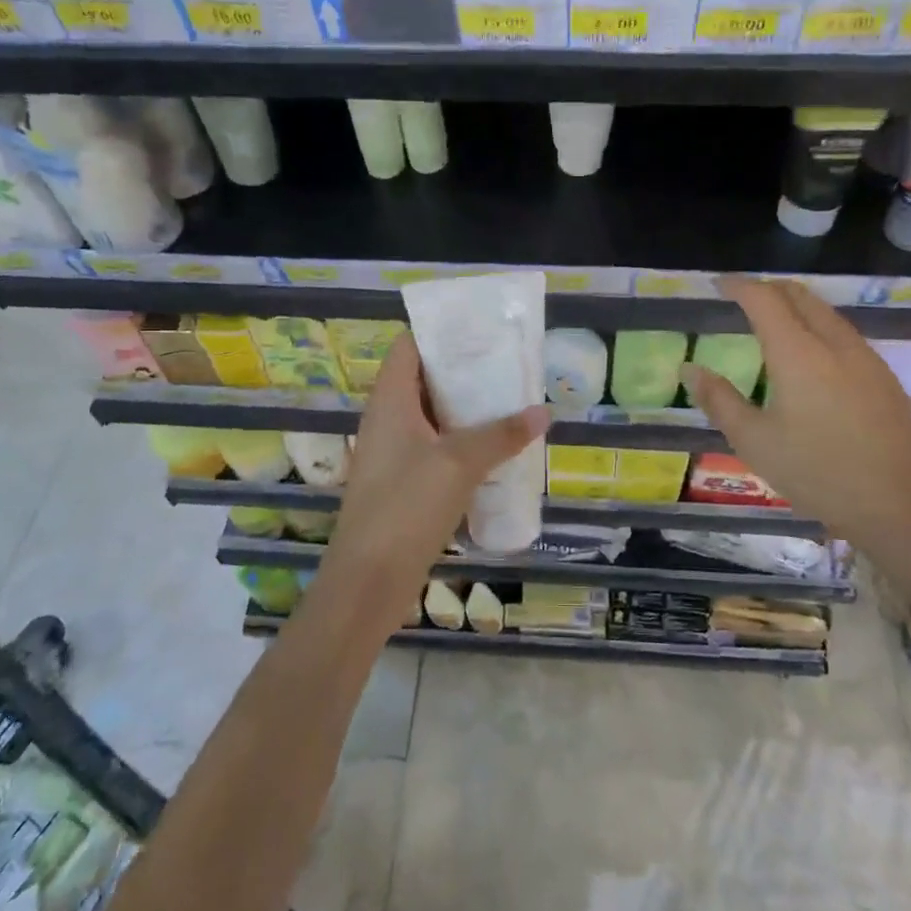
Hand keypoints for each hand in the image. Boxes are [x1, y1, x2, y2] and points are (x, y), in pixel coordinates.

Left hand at [323, 334, 548, 615]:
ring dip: (467, 410)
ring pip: (433, 416)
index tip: (481, 328)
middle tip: (509, 364)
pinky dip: (463, 442)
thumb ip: (501, 434)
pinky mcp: (404, 484)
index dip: (441, 331)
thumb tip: (543, 412)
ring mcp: (394, 454)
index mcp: (390, 400)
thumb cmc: (406, 507)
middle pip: (424, 379)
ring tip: (511, 401)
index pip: (409, 346)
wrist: (367, 582)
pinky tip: (496, 450)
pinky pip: (436, 448)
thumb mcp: (459, 463)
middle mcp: (388, 420)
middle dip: (465, 371)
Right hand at [682, 277, 910, 580]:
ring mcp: (866, 359)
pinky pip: (845, 333)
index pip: (764, 299)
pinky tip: (811, 355)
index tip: (719, 285)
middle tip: (743, 298)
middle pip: (800, 296)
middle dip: (769, 289)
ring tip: (773, 322)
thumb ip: (719, 400)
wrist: (903, 507)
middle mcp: (835, 344)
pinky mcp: (885, 378)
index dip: (739, 286)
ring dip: (797, 306)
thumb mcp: (755, 442)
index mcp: (798, 353)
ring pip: (827, 313)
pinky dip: (818, 326)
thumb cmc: (818, 473)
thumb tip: (689, 369)